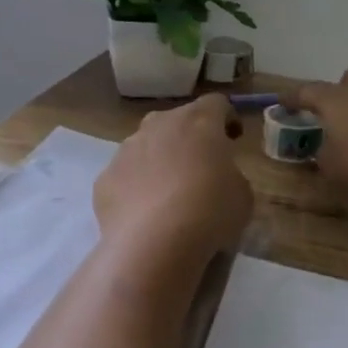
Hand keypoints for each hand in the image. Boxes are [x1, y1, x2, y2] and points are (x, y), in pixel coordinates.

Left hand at [95, 94, 252, 260]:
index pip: (217, 103)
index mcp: (199, 121)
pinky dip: (136, 186)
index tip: (233, 139)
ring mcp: (127, 148)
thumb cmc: (209, 212)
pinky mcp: (105, 177)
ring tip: (170, 193)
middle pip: (177, 120)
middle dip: (190, 137)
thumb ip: (231, 175)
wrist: (153, 243)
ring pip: (147, 144)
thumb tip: (219, 177)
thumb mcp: (242, 194)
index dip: (227, 118)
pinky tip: (145, 213)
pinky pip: (126, 174)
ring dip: (160, 159)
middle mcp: (159, 124)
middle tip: (201, 166)